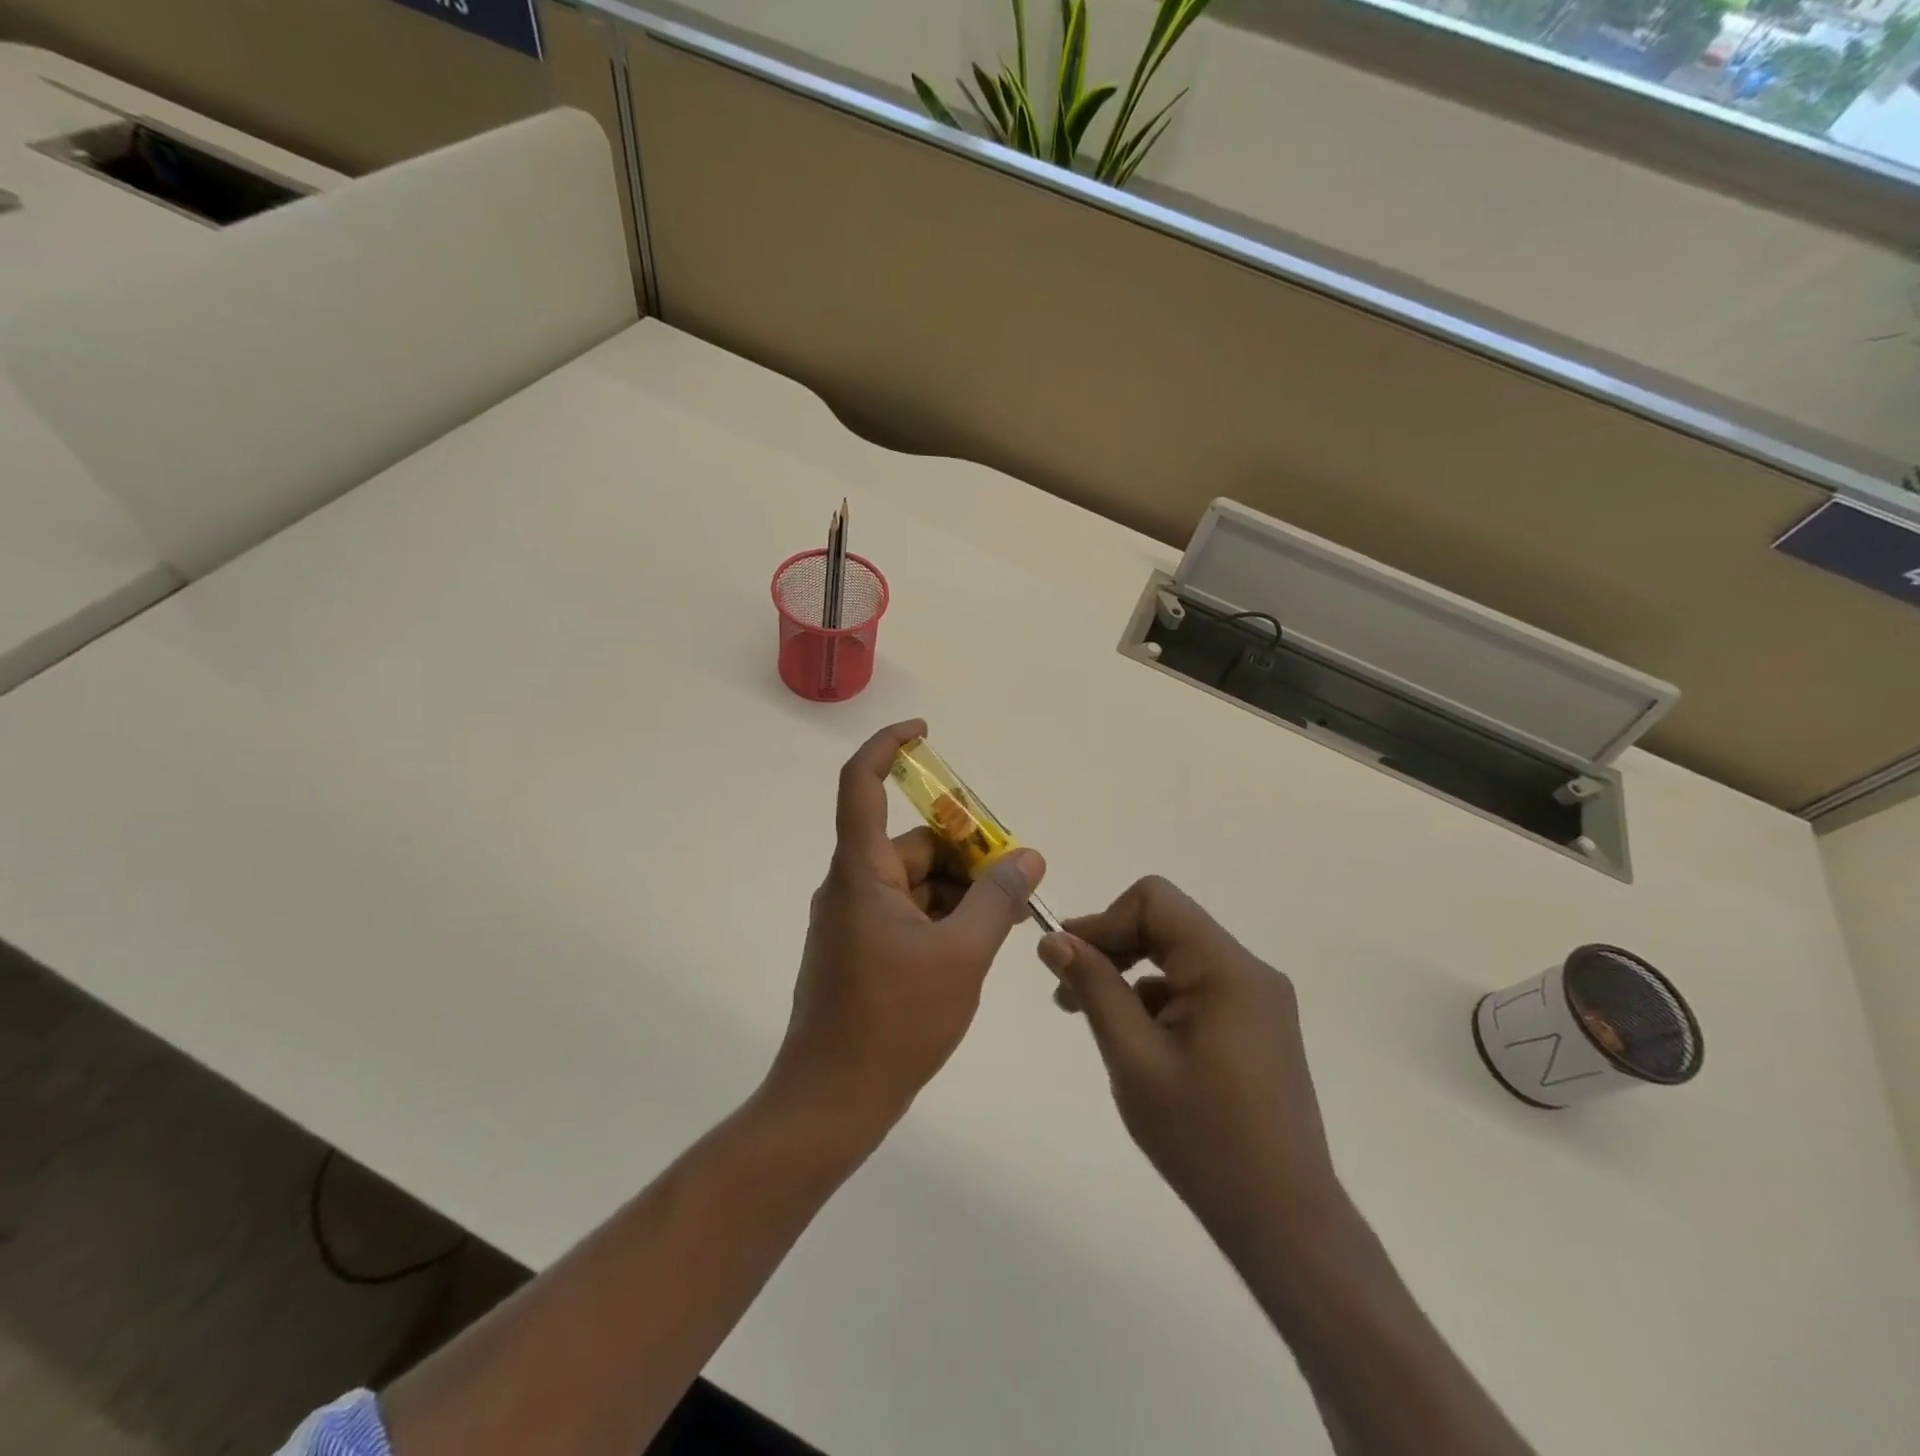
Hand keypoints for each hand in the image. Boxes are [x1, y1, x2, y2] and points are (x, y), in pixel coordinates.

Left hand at [766, 719, 1045, 1143]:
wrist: (832, 1101)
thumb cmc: (894, 1022)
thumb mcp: (961, 956)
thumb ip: (997, 900)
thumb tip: (1028, 856)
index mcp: (861, 872)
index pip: (861, 784)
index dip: (889, 747)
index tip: (926, 733)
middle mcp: (850, 885)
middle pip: (910, 842)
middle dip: (963, 853)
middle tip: (1013, 881)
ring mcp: (852, 920)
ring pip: (913, 882)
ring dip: (957, 891)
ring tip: (1002, 924)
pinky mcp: (858, 950)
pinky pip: (905, 912)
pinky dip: (940, 918)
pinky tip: (972, 949)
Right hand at [1038, 877, 1340, 1238]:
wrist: (1284, 1223)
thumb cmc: (1204, 1140)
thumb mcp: (1134, 1059)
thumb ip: (1094, 989)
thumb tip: (1054, 940)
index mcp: (1227, 969)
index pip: (1154, 901)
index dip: (1103, 921)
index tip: (1066, 961)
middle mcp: (1249, 971)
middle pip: (1166, 923)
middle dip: (1112, 946)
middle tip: (1068, 992)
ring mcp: (1258, 999)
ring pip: (1177, 955)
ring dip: (1131, 974)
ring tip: (1094, 1021)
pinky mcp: (1257, 1025)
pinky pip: (1196, 986)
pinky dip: (1157, 999)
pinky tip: (1137, 1043)